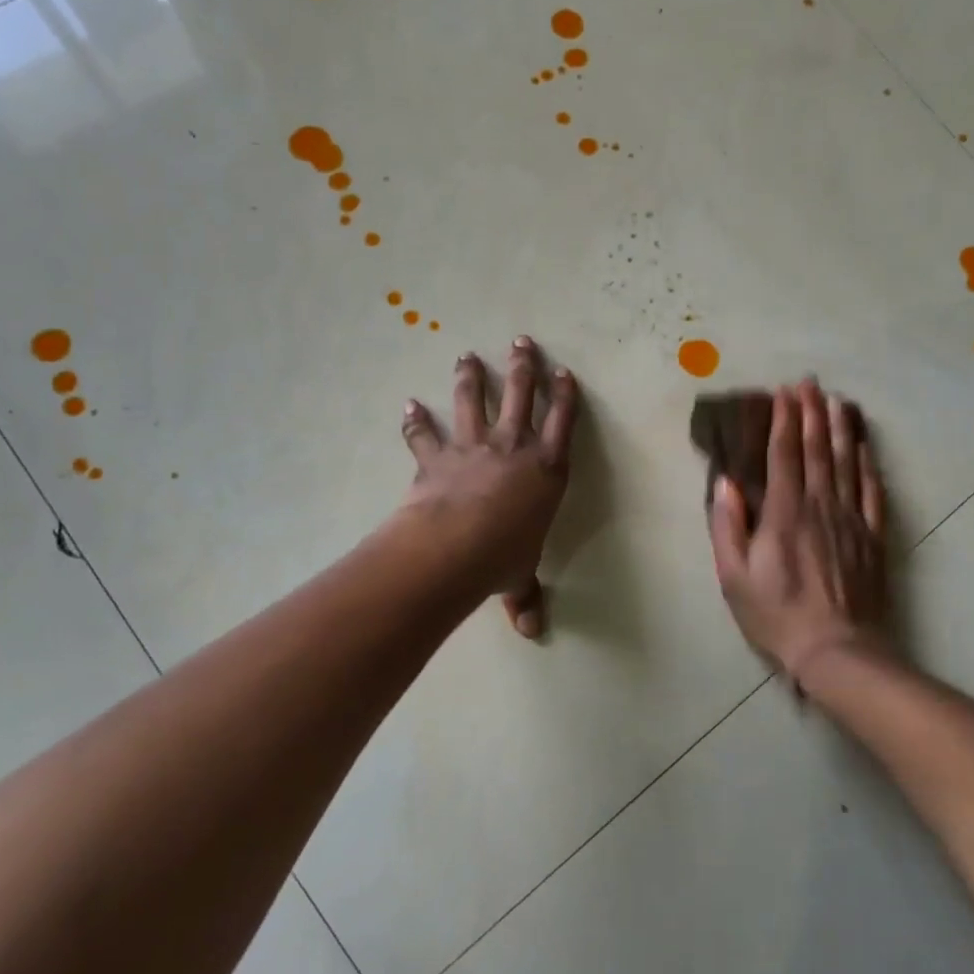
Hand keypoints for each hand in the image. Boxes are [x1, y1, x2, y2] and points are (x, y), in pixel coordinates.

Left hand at [398, 336, 580, 636]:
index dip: (565, 395)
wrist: (455, 547)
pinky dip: (415, 420)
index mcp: (546, 470)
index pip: (562, 423)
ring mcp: (473, 447)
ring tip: (467, 355)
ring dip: (470, 376)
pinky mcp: (437, 456)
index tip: (564, 372)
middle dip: (524, 366)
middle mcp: (513, 448)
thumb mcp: (519, 577)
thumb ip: (524, 596)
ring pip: (473, 400)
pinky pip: (424, 434)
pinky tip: (409, 404)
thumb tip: (530, 631)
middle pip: (521, 395)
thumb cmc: (502, 557)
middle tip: (522, 341)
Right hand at [708, 380, 888, 688]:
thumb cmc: (776, 614)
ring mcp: (850, 519)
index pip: (783, 455)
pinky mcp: (872, 537)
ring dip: (839, 429)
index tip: (783, 393)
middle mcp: (819, 505)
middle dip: (812, 413)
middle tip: (809, 384)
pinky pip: (871, 491)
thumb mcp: (734, 576)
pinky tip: (863, 447)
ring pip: (845, 463)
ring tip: (836, 401)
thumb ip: (727, 526)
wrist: (836, 650)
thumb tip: (725, 482)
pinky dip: (867, 464)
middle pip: (816, 450)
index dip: (784, 420)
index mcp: (784, 513)